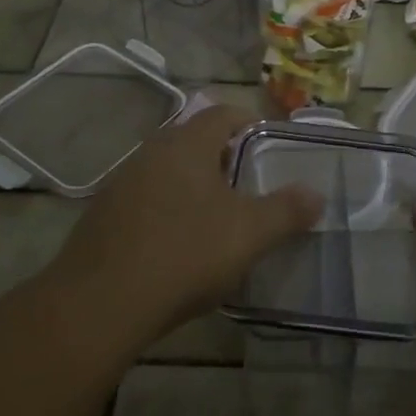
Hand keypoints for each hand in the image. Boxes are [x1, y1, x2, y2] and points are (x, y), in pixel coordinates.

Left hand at [50, 105, 322, 345]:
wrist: (98, 303)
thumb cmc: (184, 254)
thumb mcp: (248, 234)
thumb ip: (286, 210)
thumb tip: (317, 194)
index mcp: (187, 144)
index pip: (222, 113)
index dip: (248, 121)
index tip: (267, 142)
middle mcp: (152, 151)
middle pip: (193, 139)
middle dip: (221, 154)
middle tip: (245, 181)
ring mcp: (122, 182)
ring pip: (166, 168)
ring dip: (191, 182)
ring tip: (213, 214)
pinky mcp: (102, 214)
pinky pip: (144, 197)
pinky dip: (165, 207)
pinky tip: (173, 242)